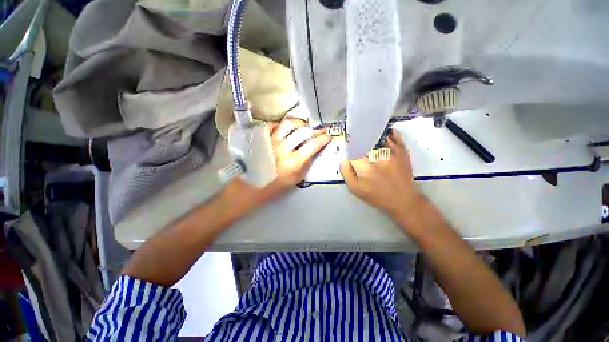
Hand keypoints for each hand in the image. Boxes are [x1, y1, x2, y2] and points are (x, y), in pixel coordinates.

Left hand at [268, 117, 330, 190]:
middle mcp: (283, 148)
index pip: (313, 145)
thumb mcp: (297, 178)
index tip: (327, 136)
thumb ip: (307, 163)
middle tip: (319, 130)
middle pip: (303, 131)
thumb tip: (315, 150)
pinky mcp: (263, 138)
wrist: (255, 184)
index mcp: (293, 161)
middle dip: (315, 130)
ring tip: (303, 126)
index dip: (323, 139)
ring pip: (288, 124)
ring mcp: (271, 141)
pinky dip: (280, 124)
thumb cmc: (278, 184)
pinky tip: (285, 127)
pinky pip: (272, 125)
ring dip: (299, 123)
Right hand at [340, 130, 421, 218]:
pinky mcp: (402, 150)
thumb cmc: (376, 196)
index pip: (351, 149)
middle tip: (355, 141)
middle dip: (357, 139)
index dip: (348, 147)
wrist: (403, 200)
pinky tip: (381, 134)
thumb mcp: (355, 189)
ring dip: (370, 135)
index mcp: (364, 166)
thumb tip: (344, 158)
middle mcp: (378, 155)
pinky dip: (386, 132)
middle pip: (363, 139)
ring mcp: (392, 151)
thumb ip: (346, 172)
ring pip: (377, 135)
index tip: (347, 147)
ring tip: (367, 136)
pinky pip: (393, 135)